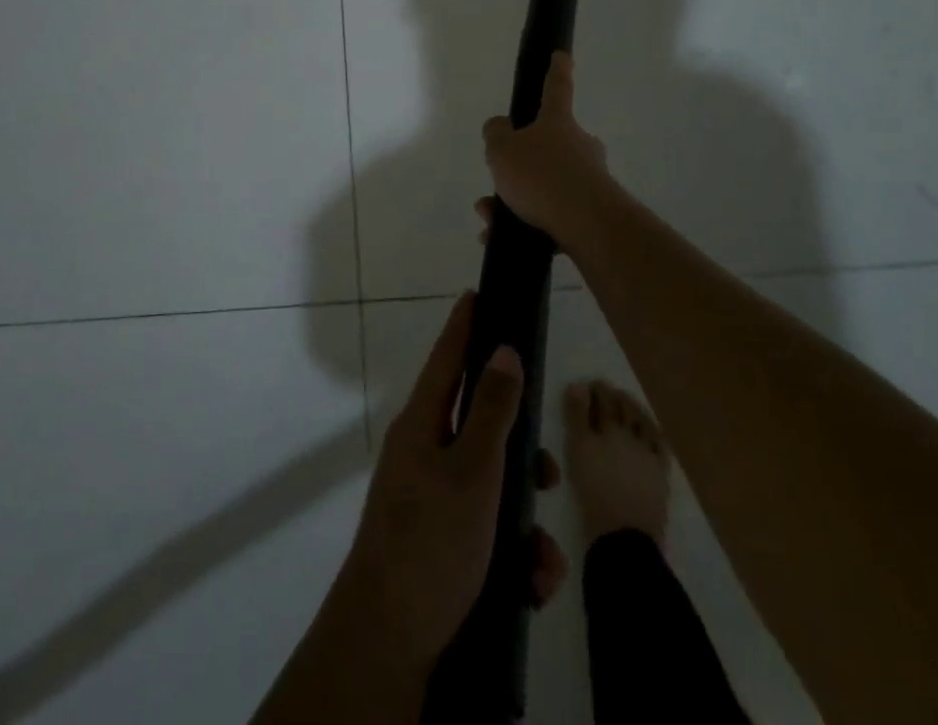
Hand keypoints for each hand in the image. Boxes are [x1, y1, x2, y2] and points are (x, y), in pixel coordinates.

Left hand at [336, 293, 566, 672]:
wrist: (389, 643)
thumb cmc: (432, 541)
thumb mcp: (473, 472)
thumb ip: (493, 410)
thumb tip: (504, 350)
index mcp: (422, 424)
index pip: (447, 358)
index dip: (464, 325)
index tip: (477, 293)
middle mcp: (424, 453)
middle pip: (479, 427)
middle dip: (520, 452)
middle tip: (548, 473)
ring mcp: (431, 499)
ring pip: (492, 486)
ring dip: (525, 520)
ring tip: (543, 559)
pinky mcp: (442, 543)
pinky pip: (487, 529)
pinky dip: (513, 552)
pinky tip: (531, 583)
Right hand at [481, 52, 615, 247]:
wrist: (587, 224)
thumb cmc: (541, 176)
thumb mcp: (502, 150)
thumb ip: (496, 134)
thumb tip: (500, 127)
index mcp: (558, 123)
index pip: (556, 88)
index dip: (556, 70)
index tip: (561, 55)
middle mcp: (578, 146)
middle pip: (548, 146)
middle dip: (520, 165)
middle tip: (497, 185)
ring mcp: (589, 180)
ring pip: (545, 185)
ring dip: (515, 201)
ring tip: (490, 222)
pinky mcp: (592, 213)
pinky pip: (552, 215)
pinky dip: (527, 225)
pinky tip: (502, 240)